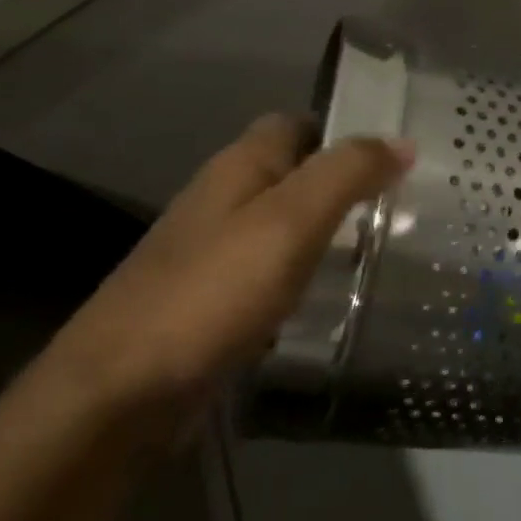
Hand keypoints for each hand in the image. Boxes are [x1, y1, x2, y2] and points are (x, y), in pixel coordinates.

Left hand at [50, 114, 411, 429]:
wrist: (116, 396)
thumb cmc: (211, 293)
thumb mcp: (291, 222)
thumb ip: (348, 174)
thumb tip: (403, 142)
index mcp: (240, 167)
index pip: (298, 124)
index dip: (345, 131)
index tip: (397, 157)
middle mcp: (223, 200)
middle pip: (294, 175)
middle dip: (345, 185)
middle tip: (404, 208)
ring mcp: (213, 254)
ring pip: (285, 225)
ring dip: (329, 232)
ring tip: (385, 251)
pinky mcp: (212, 302)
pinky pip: (273, 272)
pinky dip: (306, 275)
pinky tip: (334, 297)